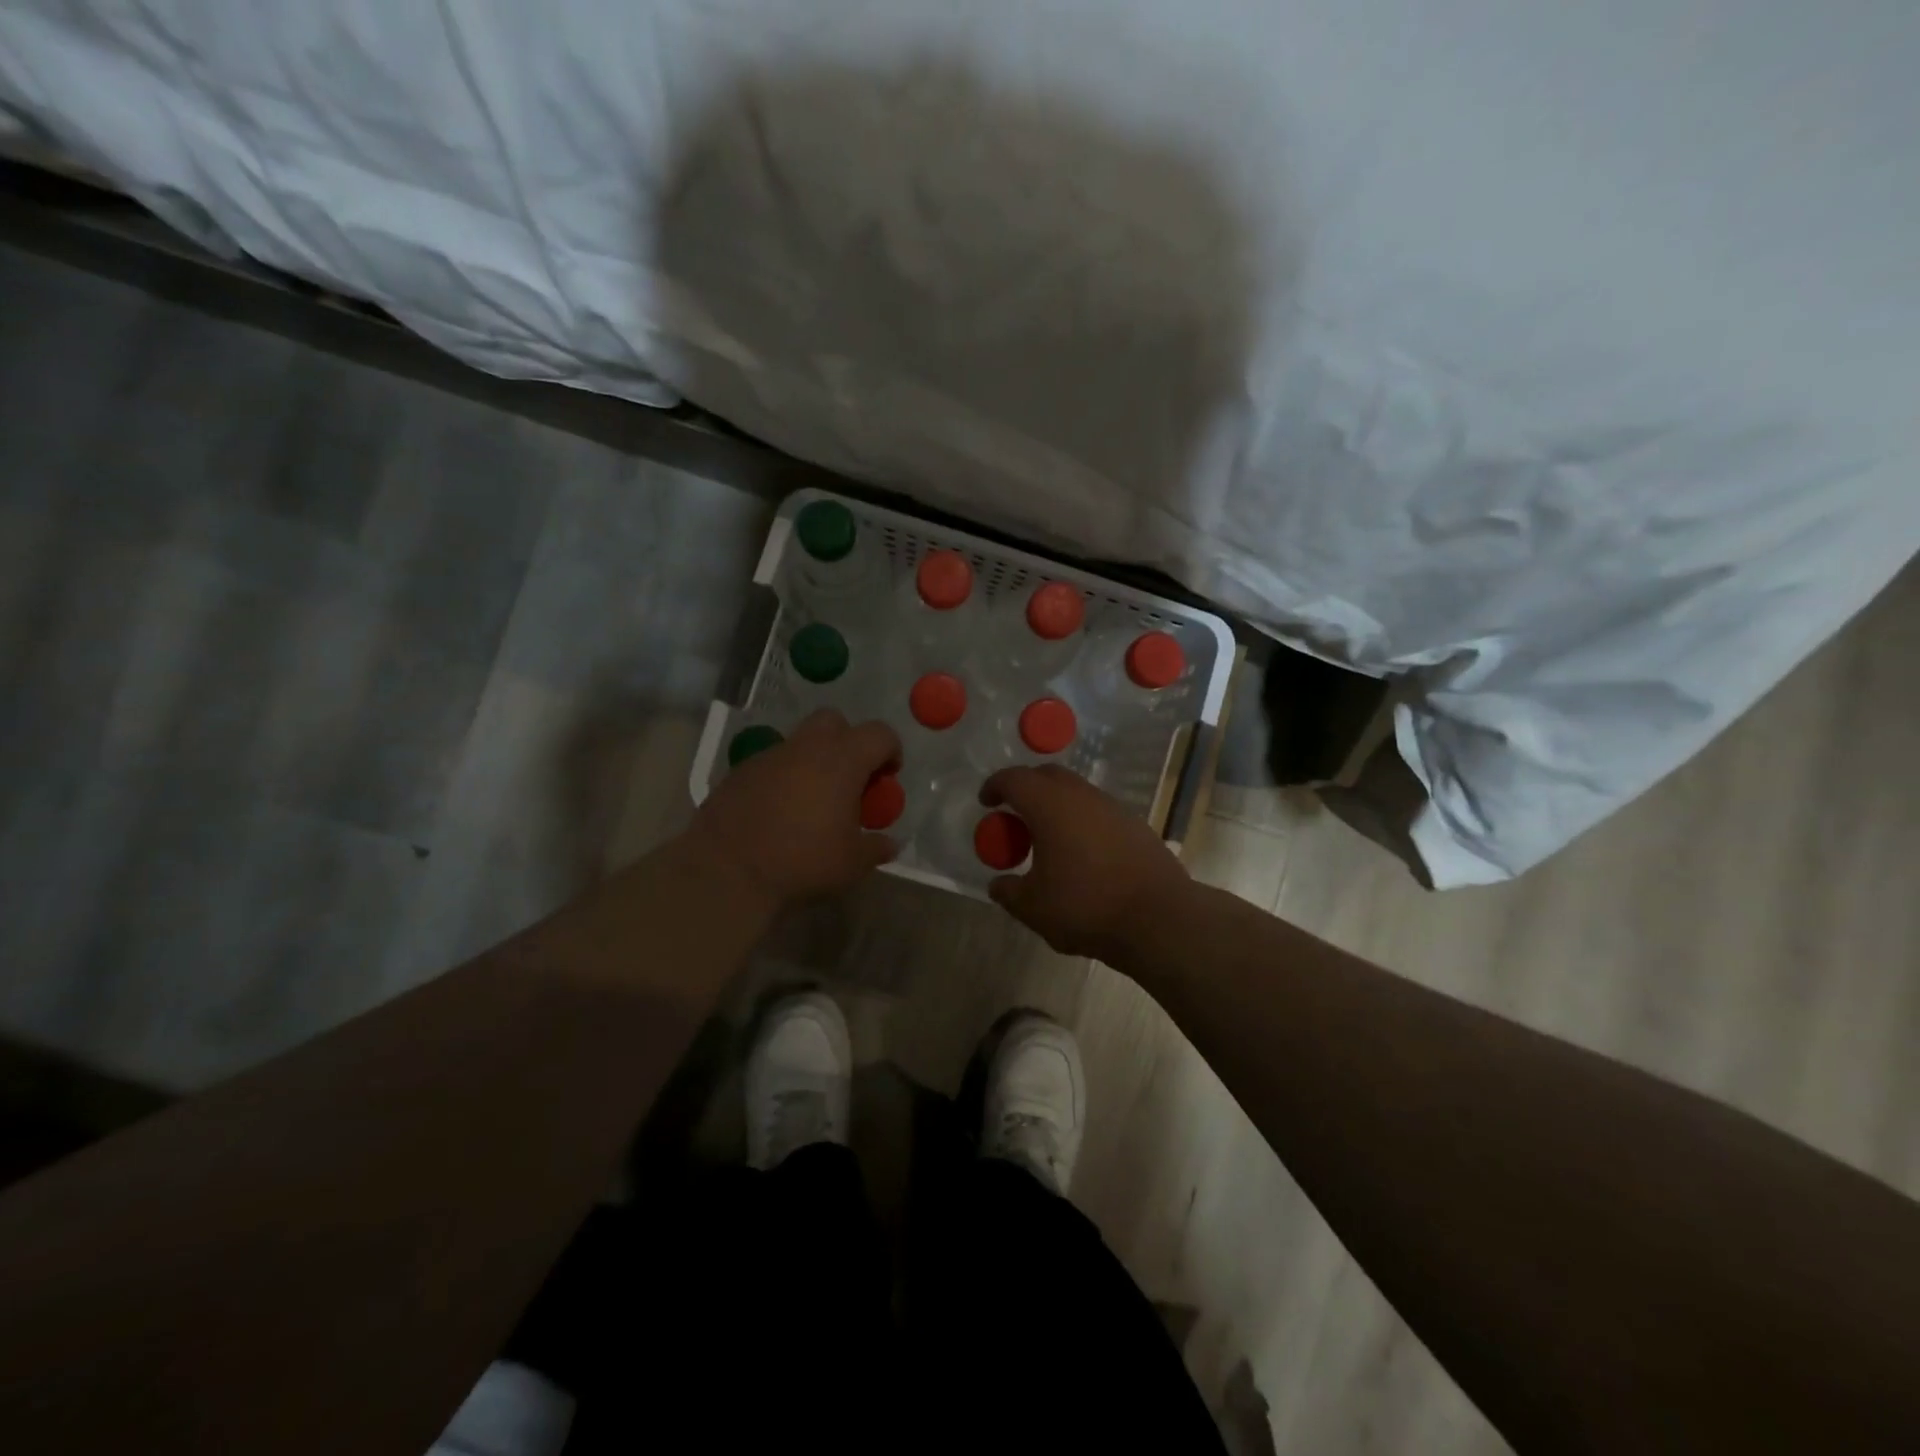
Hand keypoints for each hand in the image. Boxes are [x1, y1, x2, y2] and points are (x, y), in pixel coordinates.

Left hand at [680, 710, 901, 913]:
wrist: (727, 870)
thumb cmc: (802, 861)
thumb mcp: (852, 864)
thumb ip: (876, 848)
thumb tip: (890, 843)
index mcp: (842, 761)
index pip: (879, 734)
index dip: (891, 750)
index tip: (888, 777)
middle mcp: (806, 748)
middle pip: (834, 721)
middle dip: (848, 742)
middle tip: (850, 779)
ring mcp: (769, 756)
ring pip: (800, 743)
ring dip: (813, 761)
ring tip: (813, 801)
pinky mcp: (740, 771)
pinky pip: (772, 764)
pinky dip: (784, 778)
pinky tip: (779, 811)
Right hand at [980, 764, 1191, 959]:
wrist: (1158, 918)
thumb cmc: (1086, 906)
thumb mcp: (1034, 907)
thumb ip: (1009, 892)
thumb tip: (998, 885)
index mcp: (1049, 805)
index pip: (1014, 779)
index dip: (995, 786)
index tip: (986, 802)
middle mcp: (1081, 796)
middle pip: (1047, 776)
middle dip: (1026, 788)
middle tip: (1014, 815)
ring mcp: (1113, 808)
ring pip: (1076, 792)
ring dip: (1056, 805)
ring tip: (1047, 837)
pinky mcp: (1135, 825)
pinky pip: (1098, 811)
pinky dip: (1081, 820)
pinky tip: (1081, 853)